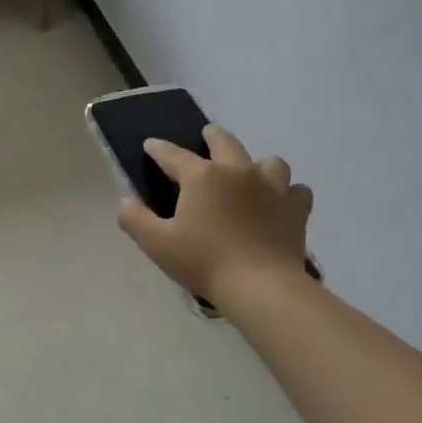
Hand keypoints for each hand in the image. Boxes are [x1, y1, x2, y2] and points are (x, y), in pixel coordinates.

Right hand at [117, 125, 312, 305]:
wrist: (261, 286)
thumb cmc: (204, 261)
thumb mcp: (157, 244)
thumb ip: (135, 219)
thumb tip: (124, 200)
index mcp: (202, 176)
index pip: (173, 155)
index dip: (158, 149)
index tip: (150, 145)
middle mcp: (238, 170)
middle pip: (224, 141)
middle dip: (211, 136)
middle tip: (205, 138)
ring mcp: (273, 186)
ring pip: (268, 161)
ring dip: (256, 164)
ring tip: (250, 176)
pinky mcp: (296, 208)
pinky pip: (295, 190)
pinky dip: (287, 193)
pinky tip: (279, 203)